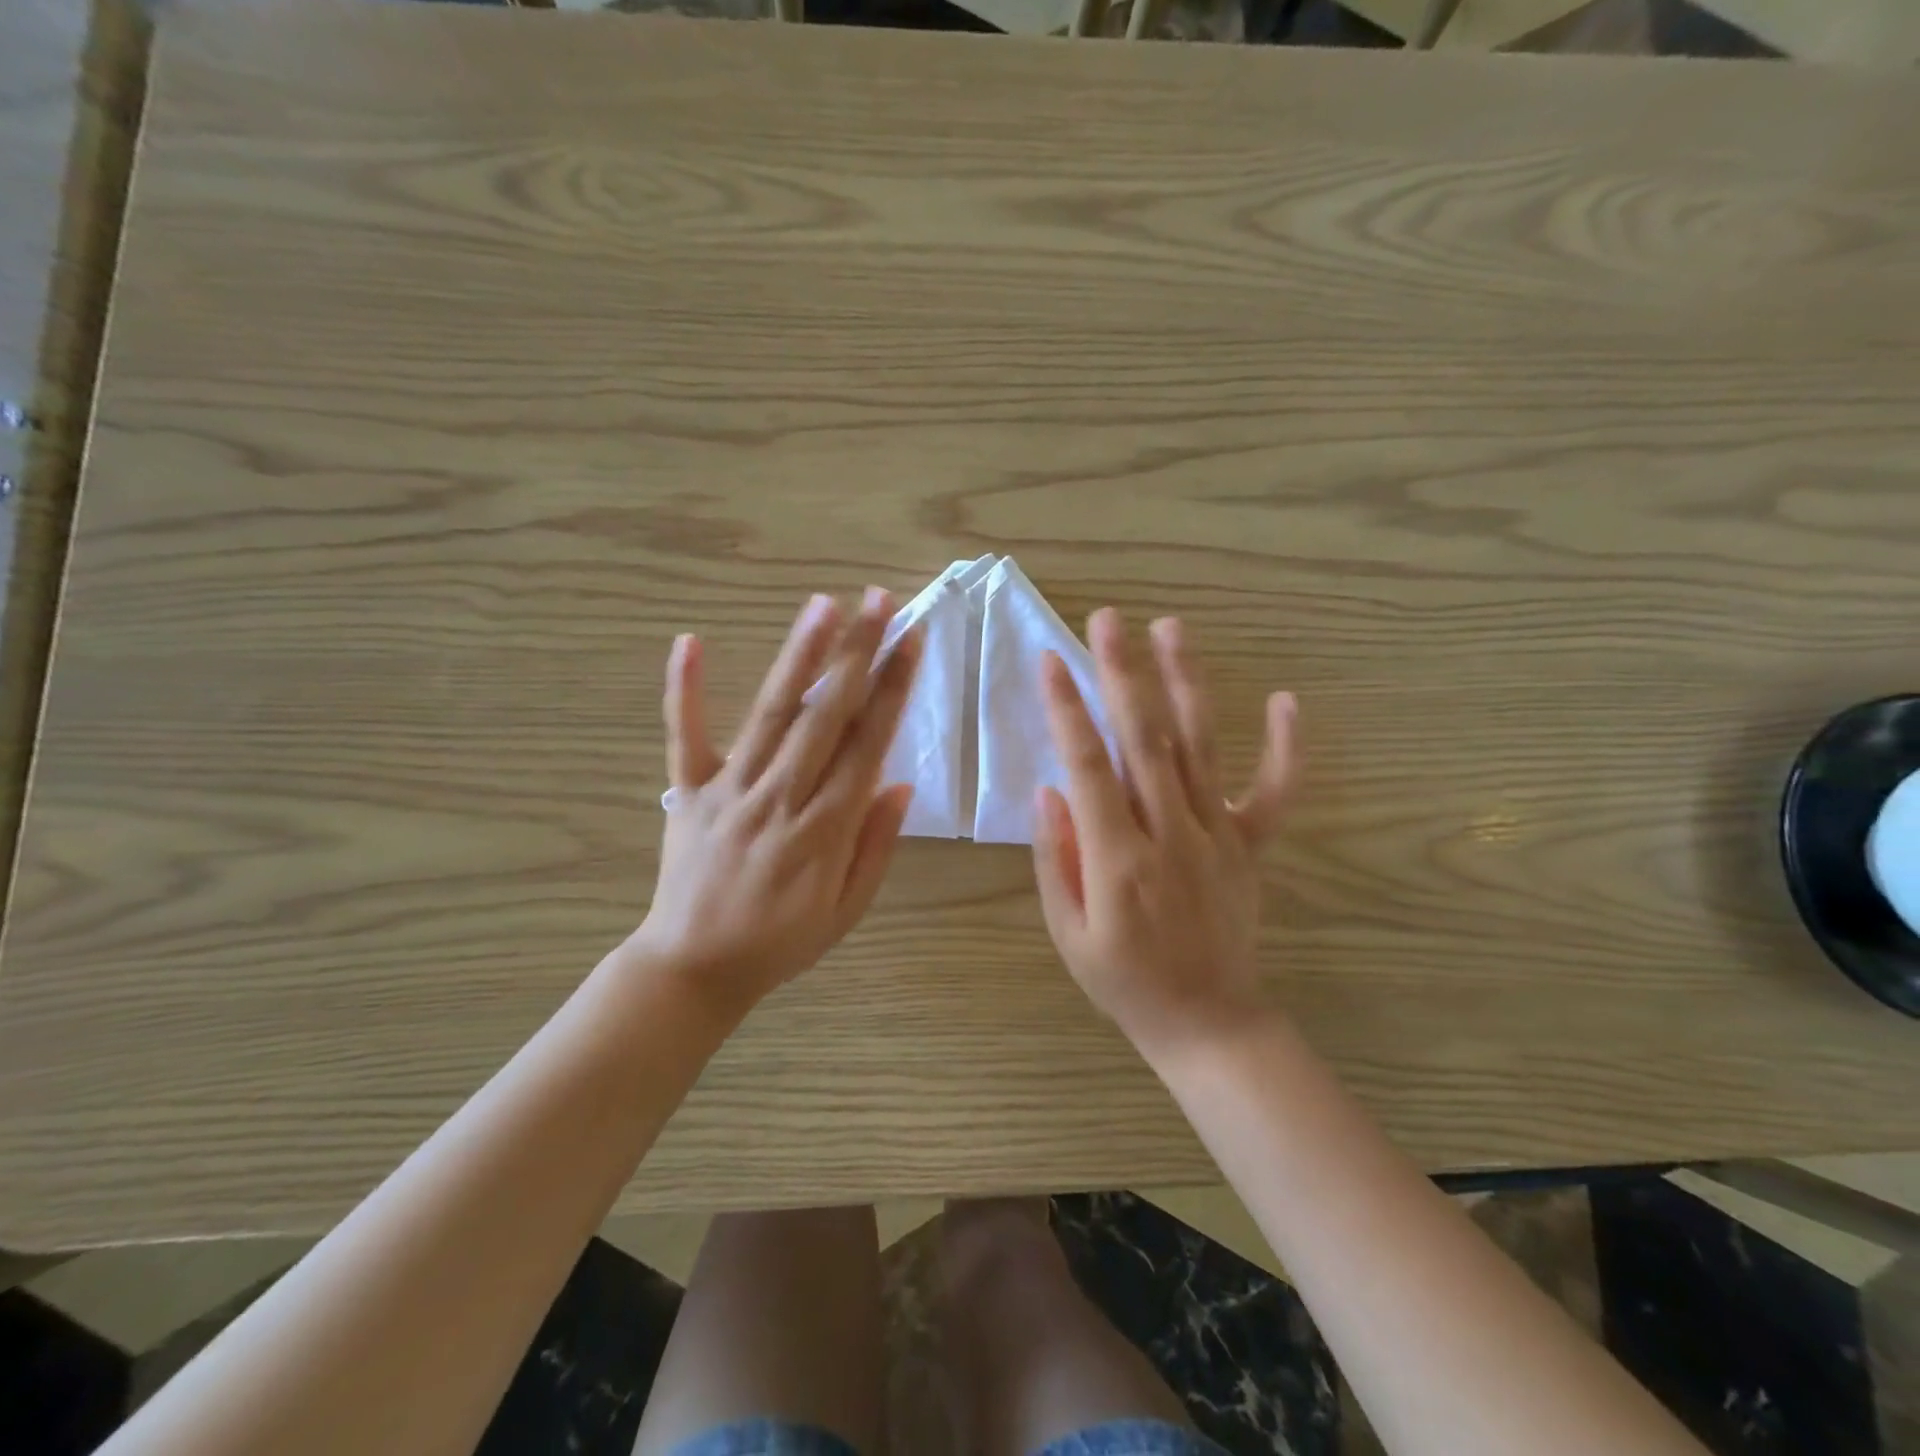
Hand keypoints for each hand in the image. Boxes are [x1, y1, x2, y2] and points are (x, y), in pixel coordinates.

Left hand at [628, 588, 921, 1016]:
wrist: (692, 968)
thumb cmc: (780, 942)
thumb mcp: (846, 911)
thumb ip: (875, 846)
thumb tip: (901, 784)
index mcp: (824, 829)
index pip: (868, 745)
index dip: (893, 690)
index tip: (911, 642)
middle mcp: (781, 798)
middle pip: (827, 715)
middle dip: (858, 654)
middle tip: (880, 601)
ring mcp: (730, 790)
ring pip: (771, 713)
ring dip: (800, 656)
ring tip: (823, 606)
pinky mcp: (688, 792)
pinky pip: (684, 736)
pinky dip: (685, 690)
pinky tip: (691, 641)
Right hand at [1033, 610, 1295, 1054]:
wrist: (1208, 1023)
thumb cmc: (1125, 982)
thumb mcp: (1069, 935)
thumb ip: (1056, 859)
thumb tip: (1048, 790)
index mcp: (1118, 859)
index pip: (1087, 766)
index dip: (1066, 709)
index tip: (1049, 660)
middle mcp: (1170, 833)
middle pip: (1143, 739)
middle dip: (1122, 673)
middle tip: (1107, 620)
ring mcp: (1217, 835)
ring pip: (1200, 746)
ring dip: (1185, 683)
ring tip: (1171, 629)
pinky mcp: (1251, 846)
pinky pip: (1274, 792)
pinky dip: (1285, 747)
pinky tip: (1285, 700)